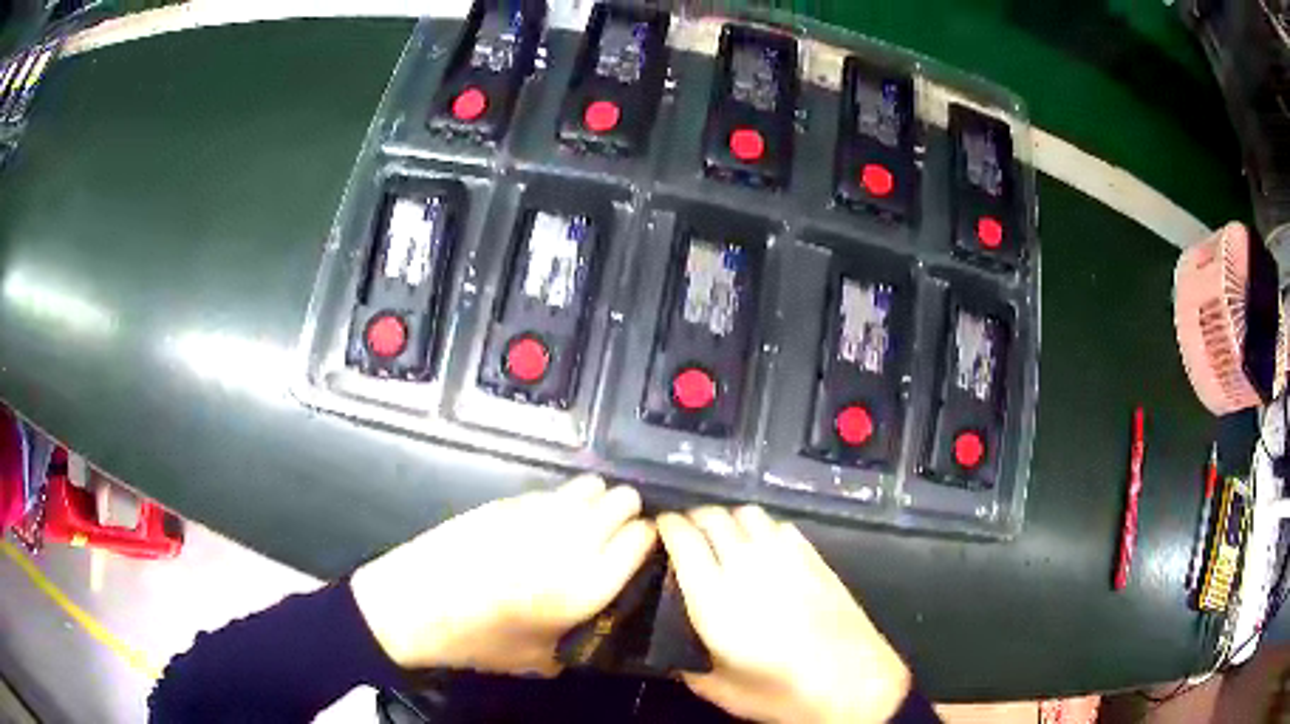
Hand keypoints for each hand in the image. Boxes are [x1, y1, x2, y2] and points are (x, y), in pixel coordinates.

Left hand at [351, 475, 655, 674]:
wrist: (415, 605)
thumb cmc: (480, 641)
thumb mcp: (542, 659)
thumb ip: (584, 637)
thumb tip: (600, 618)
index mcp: (586, 586)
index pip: (643, 538)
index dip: (649, 540)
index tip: (642, 551)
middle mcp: (571, 542)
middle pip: (624, 501)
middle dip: (628, 514)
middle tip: (617, 536)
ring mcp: (537, 514)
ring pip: (591, 486)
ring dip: (598, 501)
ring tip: (586, 523)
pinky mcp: (508, 501)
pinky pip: (554, 492)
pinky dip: (564, 501)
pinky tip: (548, 522)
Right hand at [658, 507, 911, 723]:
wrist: (852, 683)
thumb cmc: (782, 692)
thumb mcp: (721, 690)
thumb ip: (688, 666)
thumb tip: (673, 655)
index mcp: (715, 599)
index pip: (684, 538)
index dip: (667, 525)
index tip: (660, 528)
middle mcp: (747, 567)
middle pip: (714, 517)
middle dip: (695, 518)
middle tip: (687, 533)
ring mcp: (786, 557)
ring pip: (748, 514)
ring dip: (729, 519)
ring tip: (724, 536)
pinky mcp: (815, 558)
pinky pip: (781, 526)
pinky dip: (763, 528)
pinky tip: (765, 547)